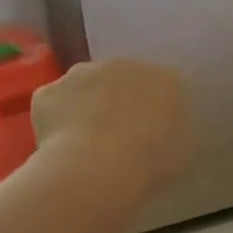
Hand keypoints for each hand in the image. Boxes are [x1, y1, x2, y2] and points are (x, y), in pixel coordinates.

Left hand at [33, 58, 192, 201]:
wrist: (97, 168)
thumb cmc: (150, 162)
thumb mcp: (184, 152)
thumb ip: (178, 132)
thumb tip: (167, 130)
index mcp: (164, 79)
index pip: (164, 87)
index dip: (156, 110)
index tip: (152, 134)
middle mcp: (122, 65)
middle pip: (121, 80)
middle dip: (119, 101)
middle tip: (118, 138)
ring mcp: (81, 73)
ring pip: (85, 87)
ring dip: (86, 106)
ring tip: (86, 144)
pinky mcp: (48, 90)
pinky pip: (55, 105)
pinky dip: (57, 121)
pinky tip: (61, 147)